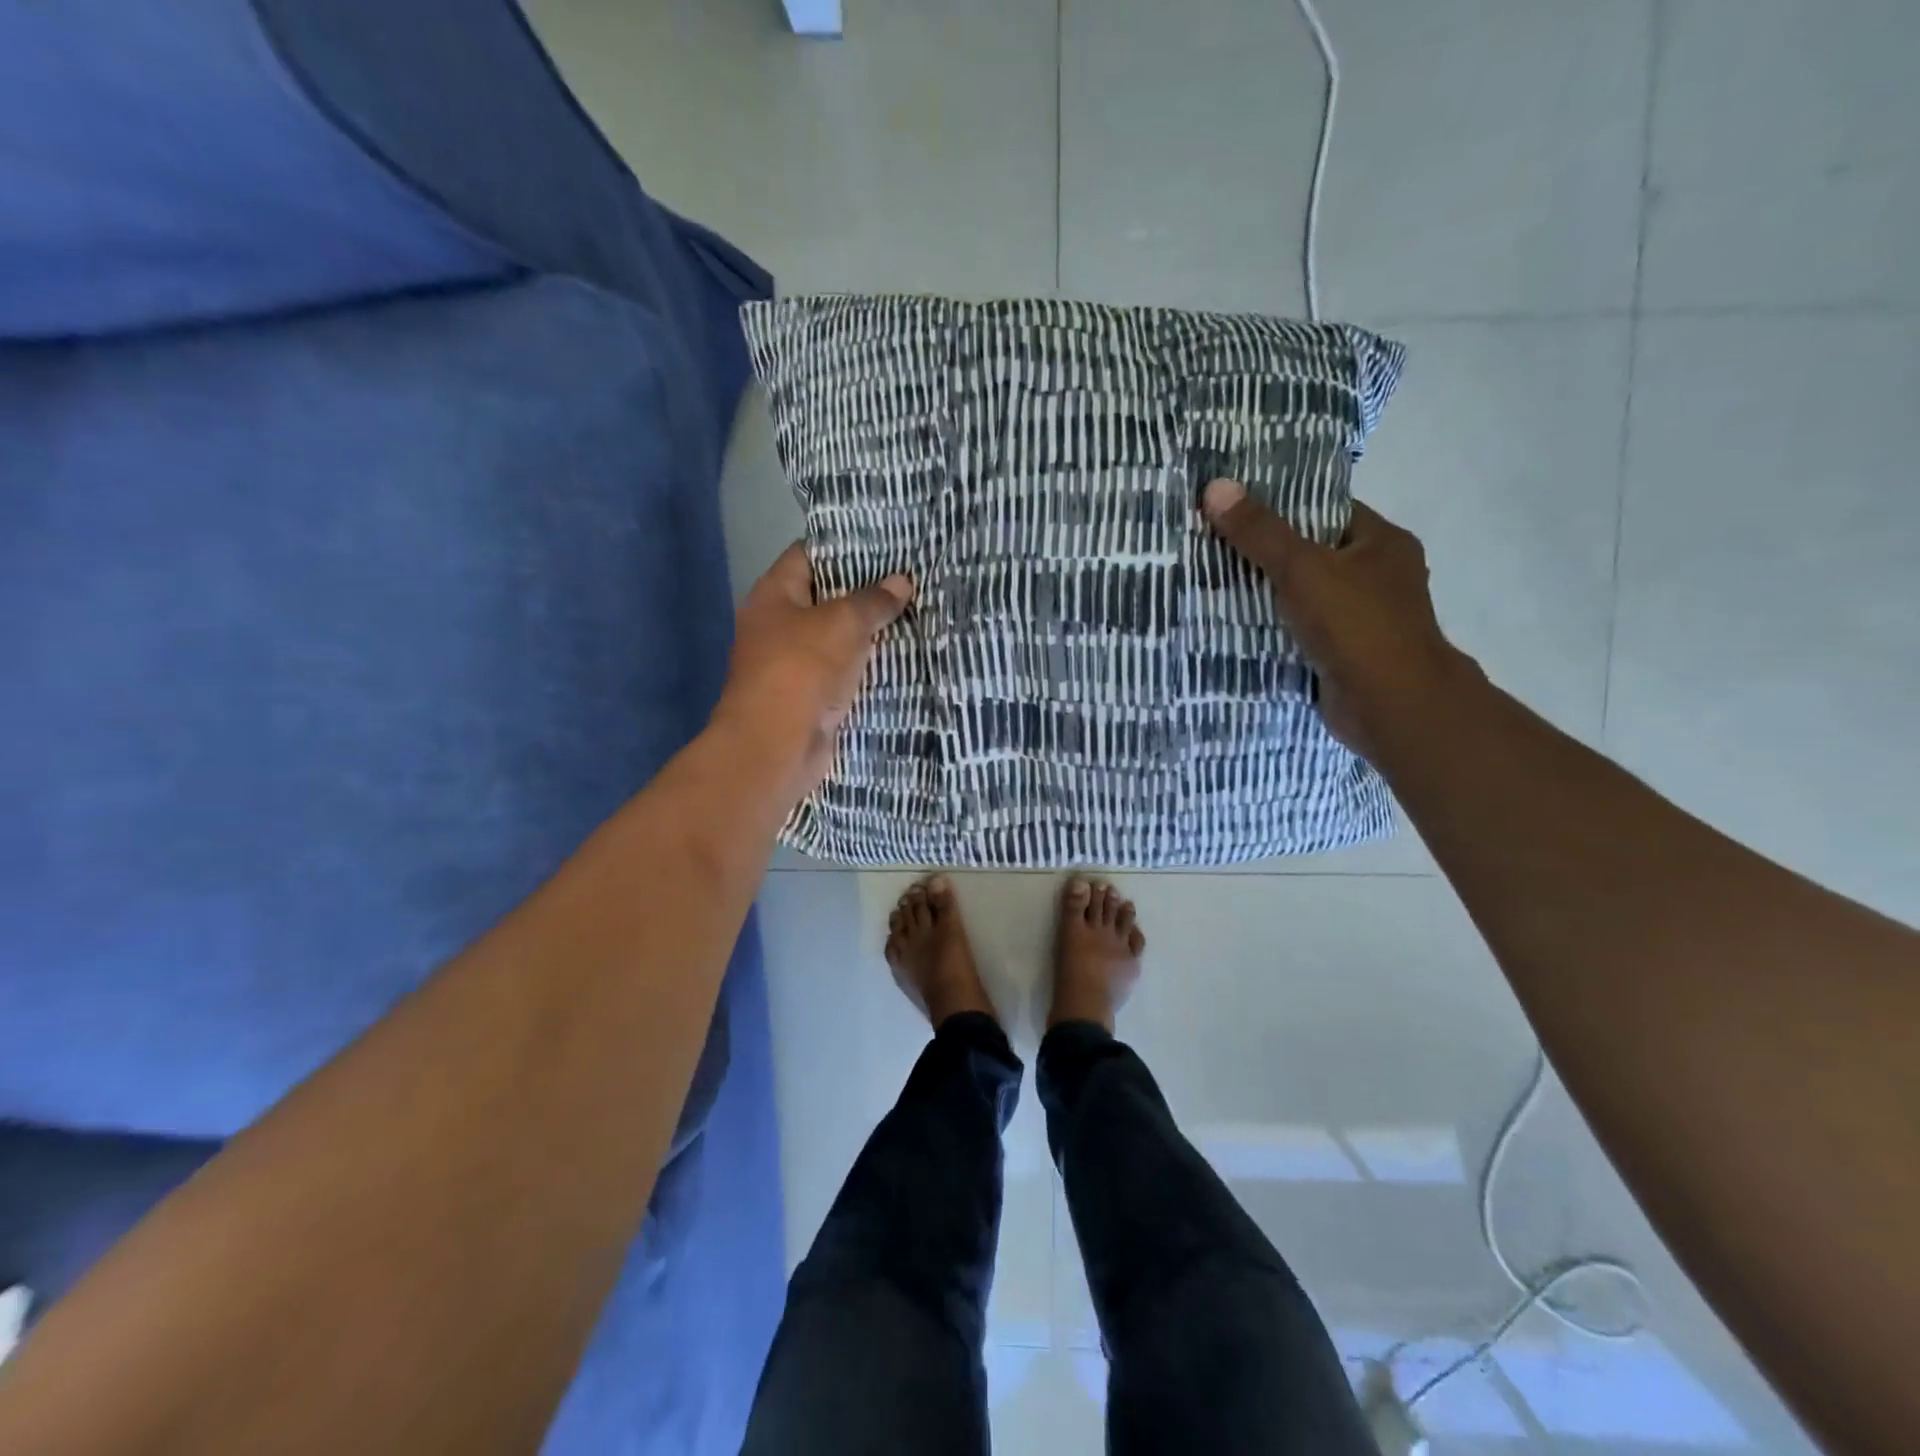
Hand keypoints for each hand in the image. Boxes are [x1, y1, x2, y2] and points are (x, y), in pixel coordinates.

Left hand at [712, 542, 913, 804]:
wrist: (776, 746)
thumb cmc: (801, 670)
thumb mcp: (842, 624)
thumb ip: (873, 601)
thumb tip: (901, 581)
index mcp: (774, 595)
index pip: (807, 555)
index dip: (844, 546)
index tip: (884, 545)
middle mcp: (778, 625)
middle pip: (825, 597)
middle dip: (864, 591)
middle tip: (908, 579)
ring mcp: (792, 663)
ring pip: (837, 637)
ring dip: (869, 632)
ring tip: (913, 613)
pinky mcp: (809, 695)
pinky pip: (842, 671)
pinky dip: (865, 665)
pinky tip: (900, 656)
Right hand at [1201, 478, 1476, 760]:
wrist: (1390, 705)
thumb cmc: (1356, 625)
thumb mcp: (1302, 568)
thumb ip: (1260, 532)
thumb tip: (1215, 486)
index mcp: (1381, 543)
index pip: (1326, 510)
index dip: (1282, 506)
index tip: (1235, 507)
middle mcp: (1378, 575)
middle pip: (1312, 552)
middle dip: (1266, 552)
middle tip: (1213, 544)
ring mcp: (1362, 617)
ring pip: (1305, 594)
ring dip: (1268, 593)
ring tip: (1213, 581)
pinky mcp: (1344, 652)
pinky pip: (1302, 629)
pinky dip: (1275, 627)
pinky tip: (1236, 624)